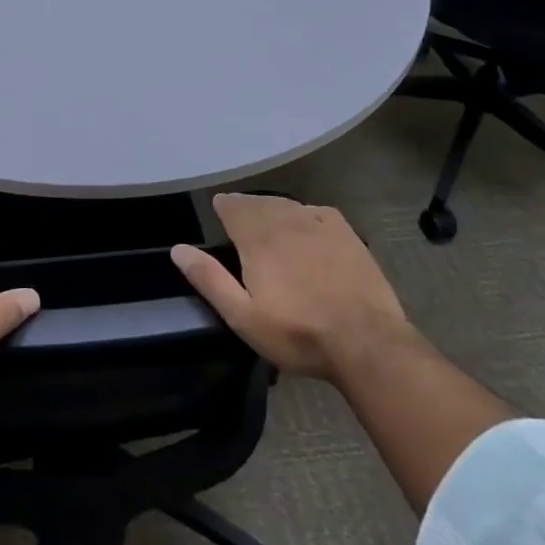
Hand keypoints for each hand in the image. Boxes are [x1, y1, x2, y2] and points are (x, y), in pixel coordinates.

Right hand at [171, 194, 409, 380]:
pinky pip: (317, 212)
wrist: (366, 342)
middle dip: (247, 208)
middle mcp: (285, 220)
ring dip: (273, 209)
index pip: (233, 206)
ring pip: (287, 205)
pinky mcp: (346, 234)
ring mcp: (318, 224)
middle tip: (241, 221)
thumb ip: (209, 279)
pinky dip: (305, 214)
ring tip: (269, 222)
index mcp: (257, 237)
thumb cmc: (297, 333)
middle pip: (259, 202)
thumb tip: (178, 249)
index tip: (219, 212)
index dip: (224, 207)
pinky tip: (306, 226)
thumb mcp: (243, 316)